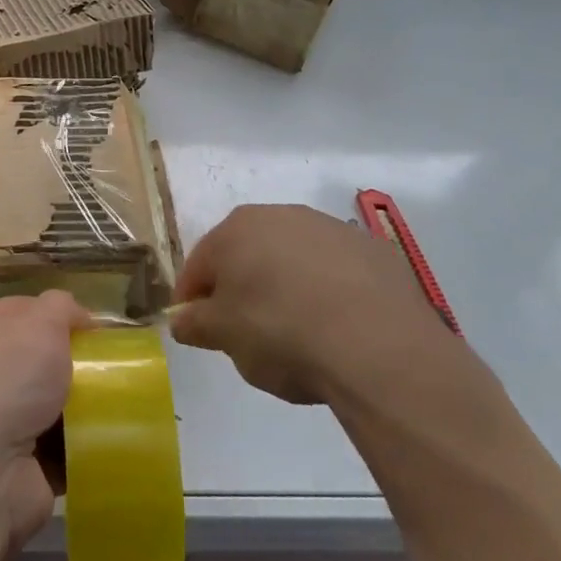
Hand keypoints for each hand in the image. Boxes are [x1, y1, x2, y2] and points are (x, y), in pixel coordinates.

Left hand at [0, 291, 92, 553]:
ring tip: (128, 408)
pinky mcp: (21, 469)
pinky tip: (116, 444)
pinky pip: (65, 454)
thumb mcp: (40, 321)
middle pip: (42, 363)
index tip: (98, 331)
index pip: (24, 314)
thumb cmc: (6, 380)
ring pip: (56, 409)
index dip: (60, 317)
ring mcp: (1, 426)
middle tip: (117, 371)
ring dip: (87, 411)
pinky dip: (87, 452)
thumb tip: (77, 317)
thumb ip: (60, 307)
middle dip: (78, 366)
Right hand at [170, 203, 456, 405]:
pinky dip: (331, 292)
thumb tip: (181, 319)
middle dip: (242, 288)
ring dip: (288, 286)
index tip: (198, 332)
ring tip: (299, 333)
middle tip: (248, 334)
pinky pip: (338, 272)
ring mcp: (331, 228)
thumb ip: (194, 324)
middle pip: (248, 254)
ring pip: (294, 259)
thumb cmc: (281, 334)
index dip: (193, 300)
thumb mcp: (224, 337)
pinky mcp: (374, 250)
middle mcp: (281, 215)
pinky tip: (340, 328)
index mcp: (236, 229)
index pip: (199, 265)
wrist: (378, 346)